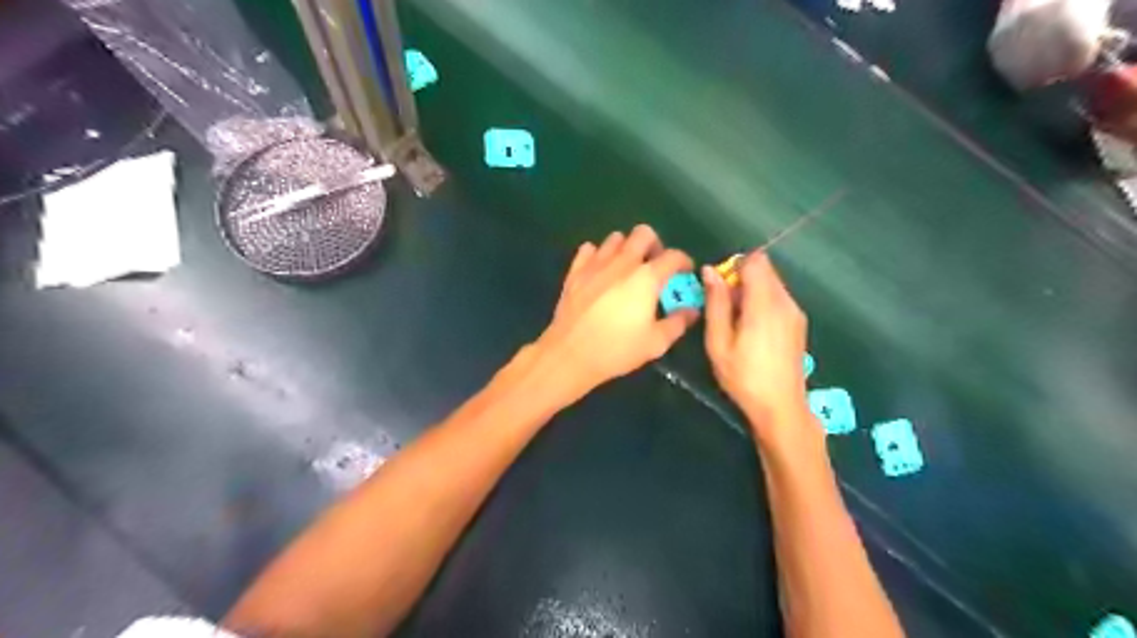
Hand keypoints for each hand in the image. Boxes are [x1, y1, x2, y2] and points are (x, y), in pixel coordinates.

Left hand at [537, 222, 703, 394]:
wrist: (570, 354)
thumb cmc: (617, 349)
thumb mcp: (655, 343)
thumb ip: (677, 323)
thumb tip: (692, 311)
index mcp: (646, 278)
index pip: (673, 256)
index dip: (684, 261)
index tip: (685, 272)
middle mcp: (623, 262)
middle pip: (643, 233)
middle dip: (654, 245)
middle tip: (655, 265)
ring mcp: (596, 264)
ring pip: (615, 238)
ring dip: (626, 248)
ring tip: (627, 267)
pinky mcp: (575, 271)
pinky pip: (588, 249)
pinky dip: (598, 254)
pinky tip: (600, 270)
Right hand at [702, 253, 816, 450]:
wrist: (781, 407)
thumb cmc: (743, 377)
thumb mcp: (719, 342)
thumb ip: (715, 303)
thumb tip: (710, 271)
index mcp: (764, 304)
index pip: (755, 261)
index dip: (734, 267)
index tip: (720, 289)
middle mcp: (785, 301)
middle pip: (765, 269)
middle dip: (741, 279)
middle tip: (724, 309)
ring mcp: (795, 312)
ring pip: (772, 283)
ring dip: (752, 292)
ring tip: (737, 323)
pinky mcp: (799, 323)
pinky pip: (779, 298)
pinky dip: (763, 303)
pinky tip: (753, 331)